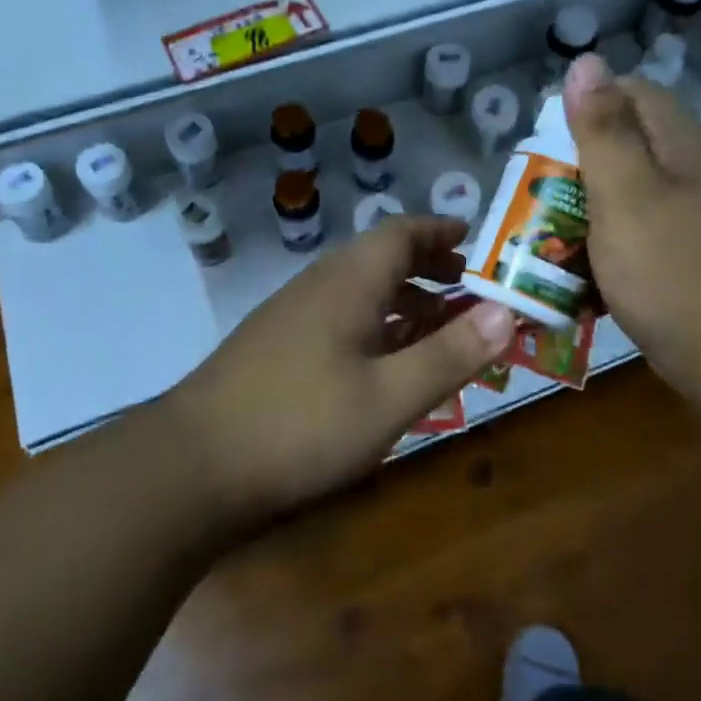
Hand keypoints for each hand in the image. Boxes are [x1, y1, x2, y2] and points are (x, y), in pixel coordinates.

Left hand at [164, 217, 515, 523]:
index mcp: (349, 281)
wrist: (190, 468)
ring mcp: (292, 316)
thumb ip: (451, 354)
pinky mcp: (276, 347)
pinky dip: (375, 326)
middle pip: (381, 258)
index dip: (442, 232)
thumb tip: (510, 312)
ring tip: (439, 329)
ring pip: (360, 290)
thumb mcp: (390, 397)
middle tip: (469, 290)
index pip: (403, 232)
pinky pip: (340, 318)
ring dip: (404, 300)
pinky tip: (384, 366)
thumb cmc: (301, 426)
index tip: (477, 241)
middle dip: (429, 268)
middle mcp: (319, 285)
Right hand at [563, 54, 700, 407]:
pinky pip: (635, 233)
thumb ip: (603, 130)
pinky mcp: (684, 257)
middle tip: (535, 192)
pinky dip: (605, 243)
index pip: (633, 92)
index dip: (586, 104)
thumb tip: (585, 61)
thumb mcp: (626, 194)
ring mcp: (691, 218)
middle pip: (627, 143)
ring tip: (546, 230)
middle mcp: (691, 172)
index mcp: (681, 145)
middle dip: (576, 162)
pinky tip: (580, 268)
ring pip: (628, 192)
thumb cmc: (672, 271)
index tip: (544, 140)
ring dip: (585, 206)